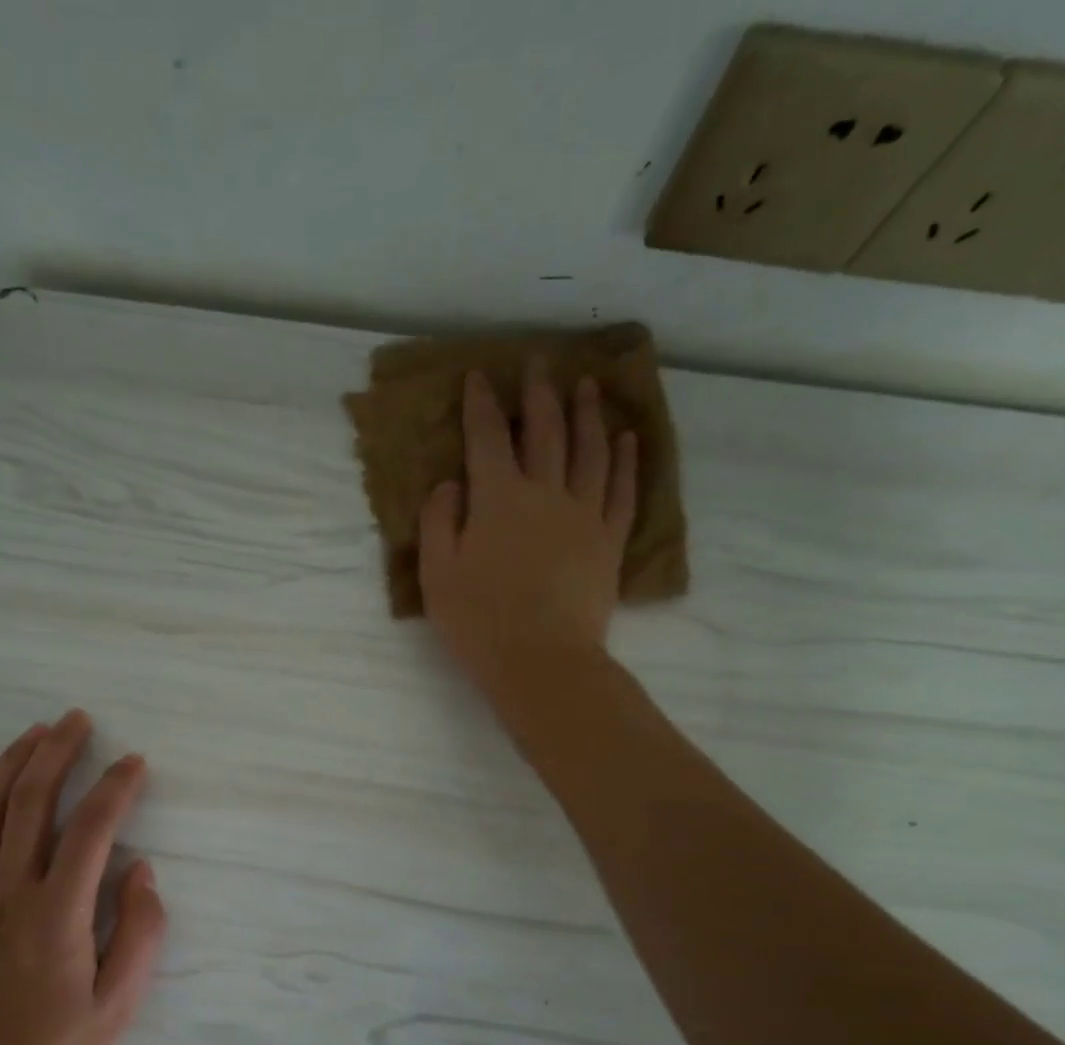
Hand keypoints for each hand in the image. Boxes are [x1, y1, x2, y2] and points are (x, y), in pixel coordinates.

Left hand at [0, 710, 165, 1044]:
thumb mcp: (118, 1005)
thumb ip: (139, 932)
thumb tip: (140, 870)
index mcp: (57, 914)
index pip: (92, 829)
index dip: (116, 787)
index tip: (133, 762)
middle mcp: (7, 893)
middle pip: (30, 803)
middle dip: (56, 752)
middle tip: (76, 720)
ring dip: (9, 764)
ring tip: (33, 732)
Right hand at [419, 359, 636, 700]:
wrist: (542, 660)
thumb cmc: (479, 621)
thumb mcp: (437, 574)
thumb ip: (440, 520)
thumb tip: (452, 482)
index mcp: (497, 498)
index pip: (488, 437)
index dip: (481, 404)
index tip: (479, 377)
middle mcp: (545, 492)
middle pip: (545, 431)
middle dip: (540, 395)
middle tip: (540, 364)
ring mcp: (584, 514)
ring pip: (590, 450)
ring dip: (588, 413)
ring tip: (588, 385)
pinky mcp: (609, 540)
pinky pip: (623, 489)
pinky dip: (626, 460)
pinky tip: (627, 438)